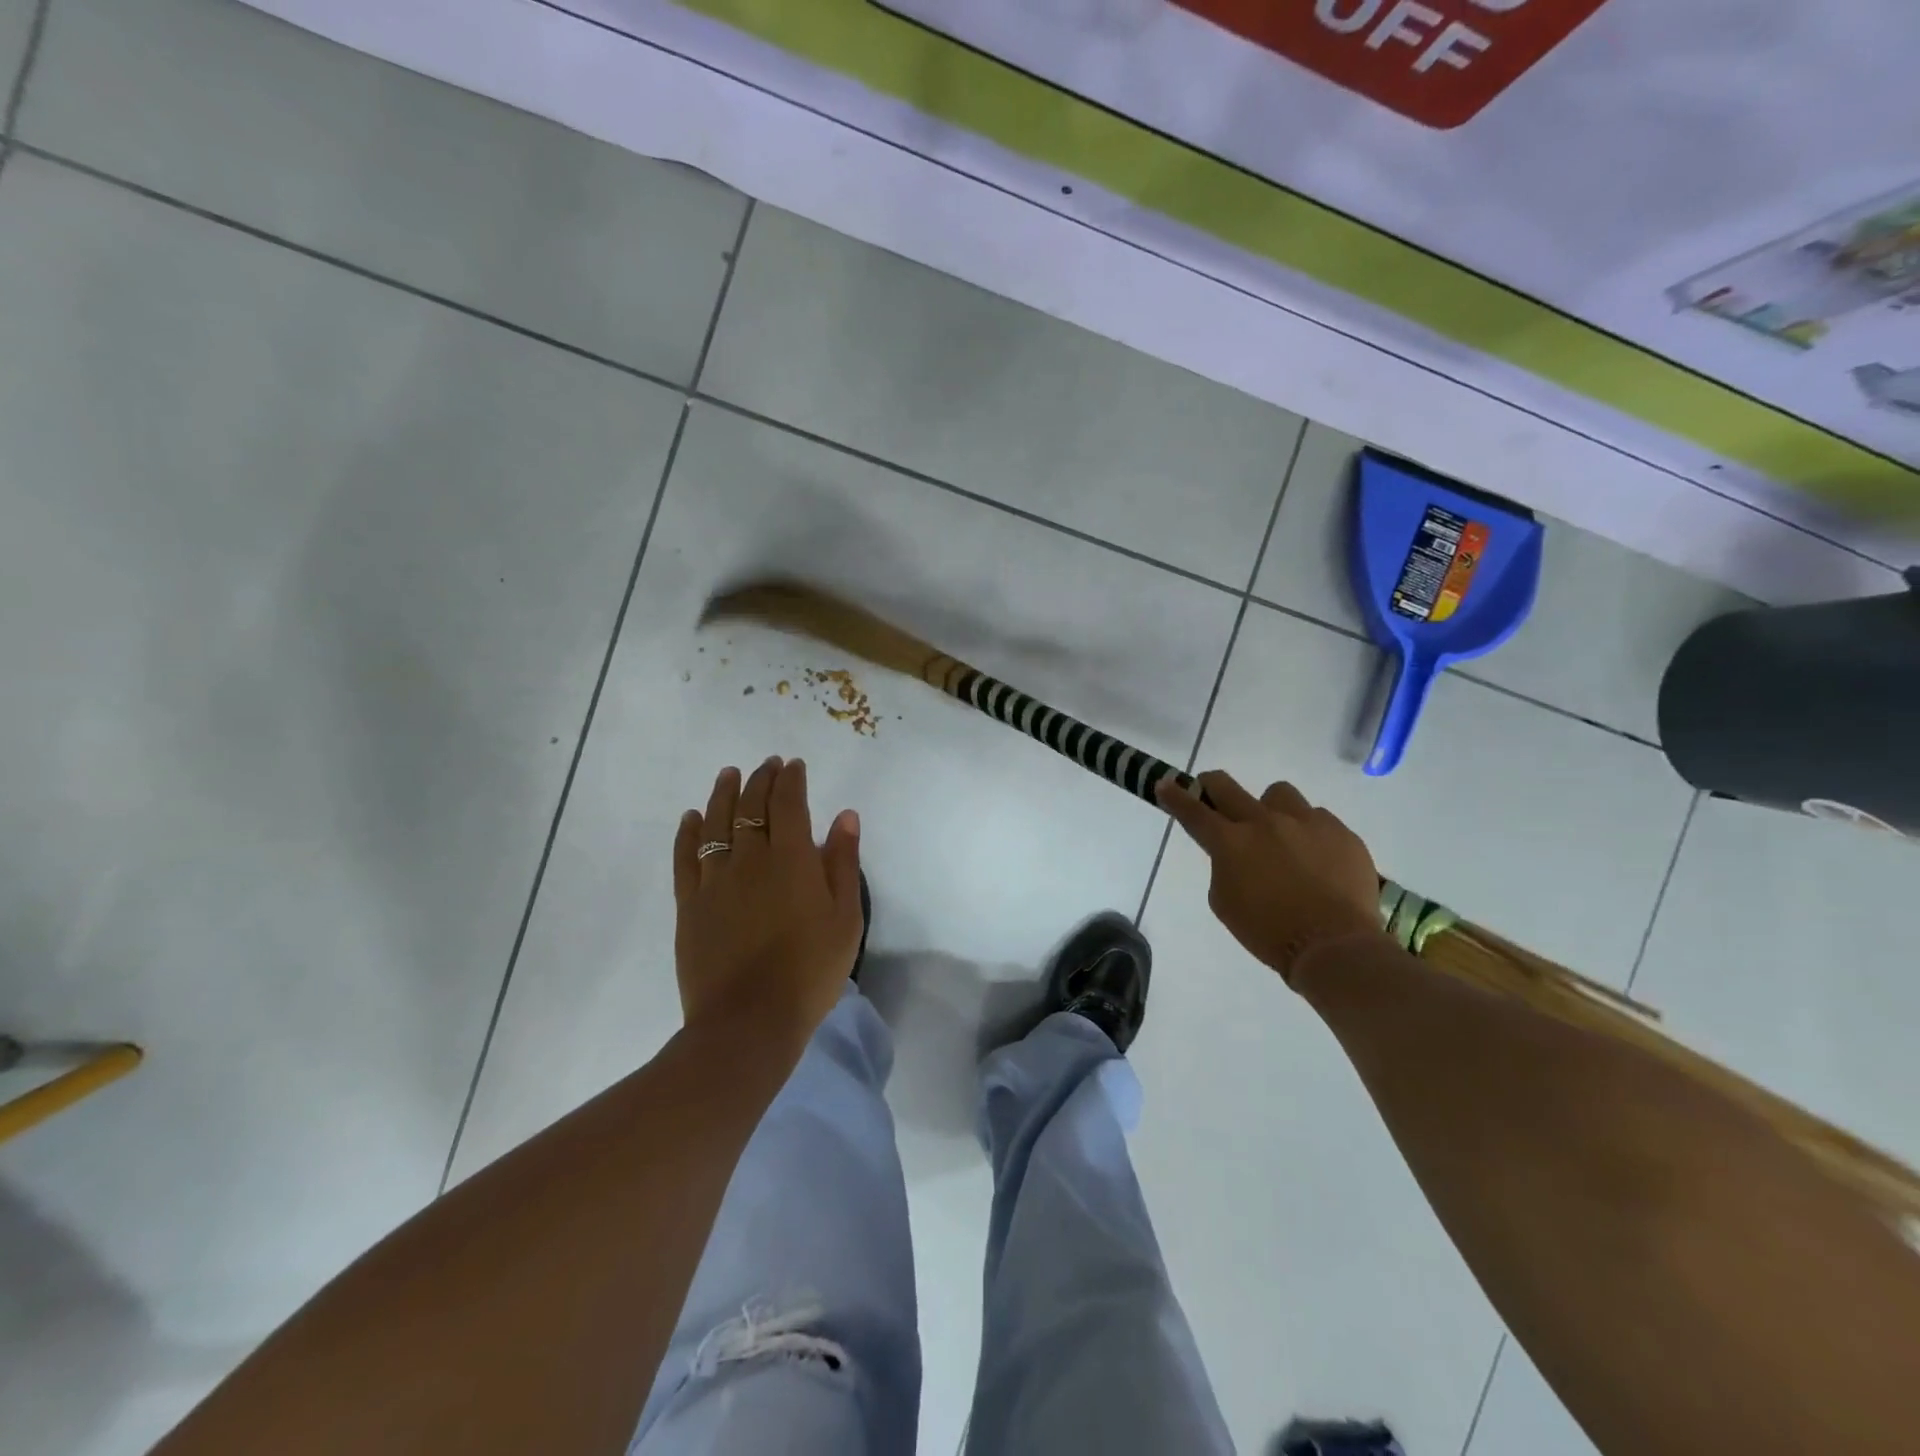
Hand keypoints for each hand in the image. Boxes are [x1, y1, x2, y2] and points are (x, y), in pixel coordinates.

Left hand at [673, 757, 863, 1054]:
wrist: (749, 1021)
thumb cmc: (809, 971)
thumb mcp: (845, 919)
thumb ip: (844, 863)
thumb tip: (844, 815)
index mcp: (791, 859)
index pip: (788, 804)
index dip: (790, 780)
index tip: (793, 765)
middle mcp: (750, 859)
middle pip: (751, 807)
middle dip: (761, 780)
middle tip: (767, 765)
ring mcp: (714, 880)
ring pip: (715, 824)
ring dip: (723, 794)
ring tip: (729, 774)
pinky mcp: (689, 904)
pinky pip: (686, 857)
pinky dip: (689, 833)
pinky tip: (691, 818)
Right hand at [1156, 770, 1383, 985]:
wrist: (1334, 946)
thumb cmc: (1269, 932)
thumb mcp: (1225, 903)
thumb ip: (1223, 868)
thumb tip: (1235, 854)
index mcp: (1230, 842)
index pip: (1193, 811)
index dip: (1175, 796)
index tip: (1165, 784)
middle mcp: (1264, 822)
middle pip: (1228, 787)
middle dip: (1212, 786)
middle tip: (1213, 795)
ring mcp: (1306, 822)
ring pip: (1278, 794)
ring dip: (1271, 809)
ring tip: (1281, 835)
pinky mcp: (1340, 831)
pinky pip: (1317, 818)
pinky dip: (1309, 832)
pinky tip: (1317, 859)